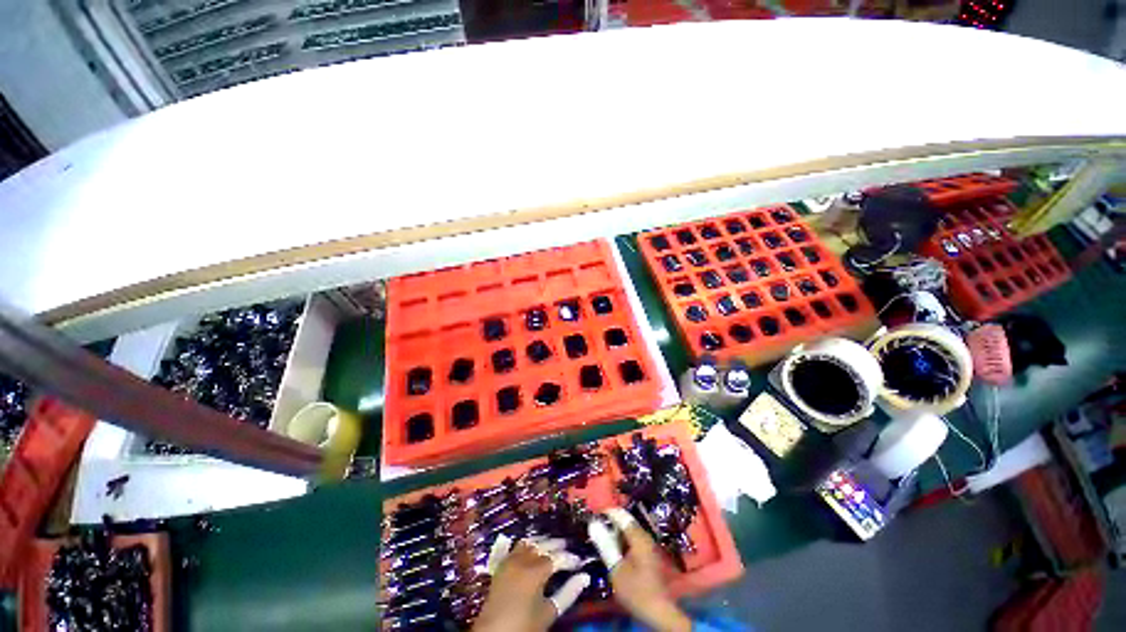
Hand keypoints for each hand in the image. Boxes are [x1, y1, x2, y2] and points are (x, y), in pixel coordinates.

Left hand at [472, 537, 589, 631]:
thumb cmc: (524, 626)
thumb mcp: (549, 612)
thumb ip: (568, 593)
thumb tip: (585, 577)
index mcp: (536, 572)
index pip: (558, 558)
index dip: (570, 558)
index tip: (579, 562)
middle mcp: (523, 560)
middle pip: (544, 546)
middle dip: (557, 546)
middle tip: (568, 548)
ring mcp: (511, 560)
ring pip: (530, 542)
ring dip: (542, 542)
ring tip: (552, 545)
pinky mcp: (502, 564)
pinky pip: (517, 546)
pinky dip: (528, 543)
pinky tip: (533, 547)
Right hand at [589, 508, 692, 631]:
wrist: (658, 612)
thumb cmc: (636, 590)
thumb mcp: (616, 568)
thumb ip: (605, 544)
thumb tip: (593, 524)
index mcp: (639, 537)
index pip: (622, 515)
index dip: (607, 512)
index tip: (594, 515)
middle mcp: (645, 537)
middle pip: (626, 522)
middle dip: (611, 522)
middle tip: (595, 527)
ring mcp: (648, 546)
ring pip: (629, 531)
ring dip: (616, 532)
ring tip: (601, 537)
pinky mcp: (648, 555)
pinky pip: (633, 540)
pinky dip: (622, 540)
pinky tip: (613, 549)